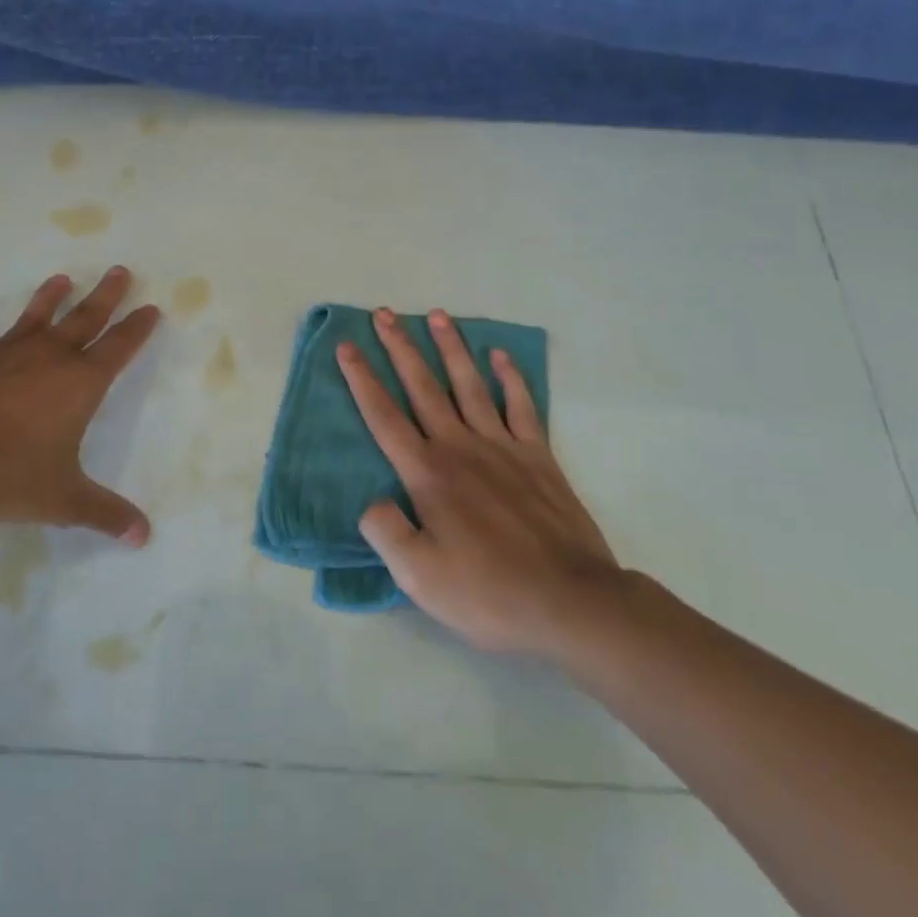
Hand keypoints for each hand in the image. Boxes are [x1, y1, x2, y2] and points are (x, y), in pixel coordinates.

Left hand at [0, 267, 160, 545]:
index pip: (119, 348)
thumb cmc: (6, 476)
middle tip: (120, 270)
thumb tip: (144, 536)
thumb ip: (105, 514)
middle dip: (106, 295)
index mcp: (79, 384)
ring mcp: (3, 353)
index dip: (137, 328)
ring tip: (61, 278)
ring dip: (49, 297)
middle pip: (85, 318)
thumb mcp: (63, 500)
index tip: (151, 307)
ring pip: (34, 317)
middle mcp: (47, 358)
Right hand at [339, 307, 628, 657]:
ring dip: (450, 348)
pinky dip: (510, 378)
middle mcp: (459, 447)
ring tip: (436, 315)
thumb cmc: (488, 592)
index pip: (384, 416)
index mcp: (427, 473)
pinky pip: (521, 406)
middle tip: (383, 314)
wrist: (571, 602)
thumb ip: (385, 532)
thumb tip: (370, 501)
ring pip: (468, 384)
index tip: (346, 346)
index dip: (361, 379)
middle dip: (400, 348)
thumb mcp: (419, 577)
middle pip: (422, 387)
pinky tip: (500, 356)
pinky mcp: (538, 456)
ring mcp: (502, 446)